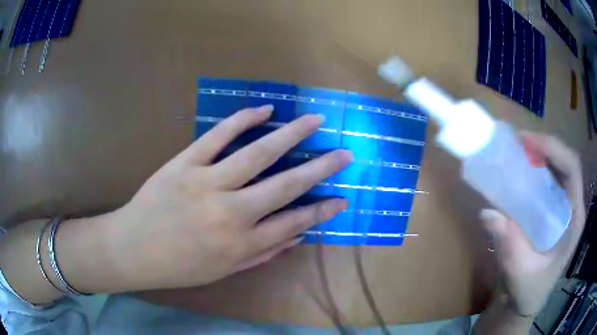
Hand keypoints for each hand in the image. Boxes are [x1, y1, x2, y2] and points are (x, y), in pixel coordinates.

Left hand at [106, 105, 351, 290]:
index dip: (322, 211)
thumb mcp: (223, 271)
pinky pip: (218, 135)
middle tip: (344, 152)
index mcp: (241, 244)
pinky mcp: (185, 162)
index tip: (342, 199)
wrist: (132, 249)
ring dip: (291, 134)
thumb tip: (295, 237)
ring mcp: (207, 182)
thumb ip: (261, 255)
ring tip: (314, 120)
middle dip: (321, 168)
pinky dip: (242, 119)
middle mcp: (231, 212)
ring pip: (258, 153)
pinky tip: (264, 109)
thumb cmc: (178, 266)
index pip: (294, 223)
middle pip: (286, 185)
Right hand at [480, 134, 584, 316]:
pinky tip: (520, 167)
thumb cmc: (528, 291)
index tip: (528, 143)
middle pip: (565, 161)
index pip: (572, 169)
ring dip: (538, 153)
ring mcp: (563, 205)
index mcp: (574, 219)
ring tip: (517, 148)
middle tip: (518, 141)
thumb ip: (509, 246)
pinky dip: (534, 166)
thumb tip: (488, 213)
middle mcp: (572, 205)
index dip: (554, 150)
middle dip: (544, 146)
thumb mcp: (519, 274)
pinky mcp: (552, 208)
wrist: (526, 299)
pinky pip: (547, 178)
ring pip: (557, 166)